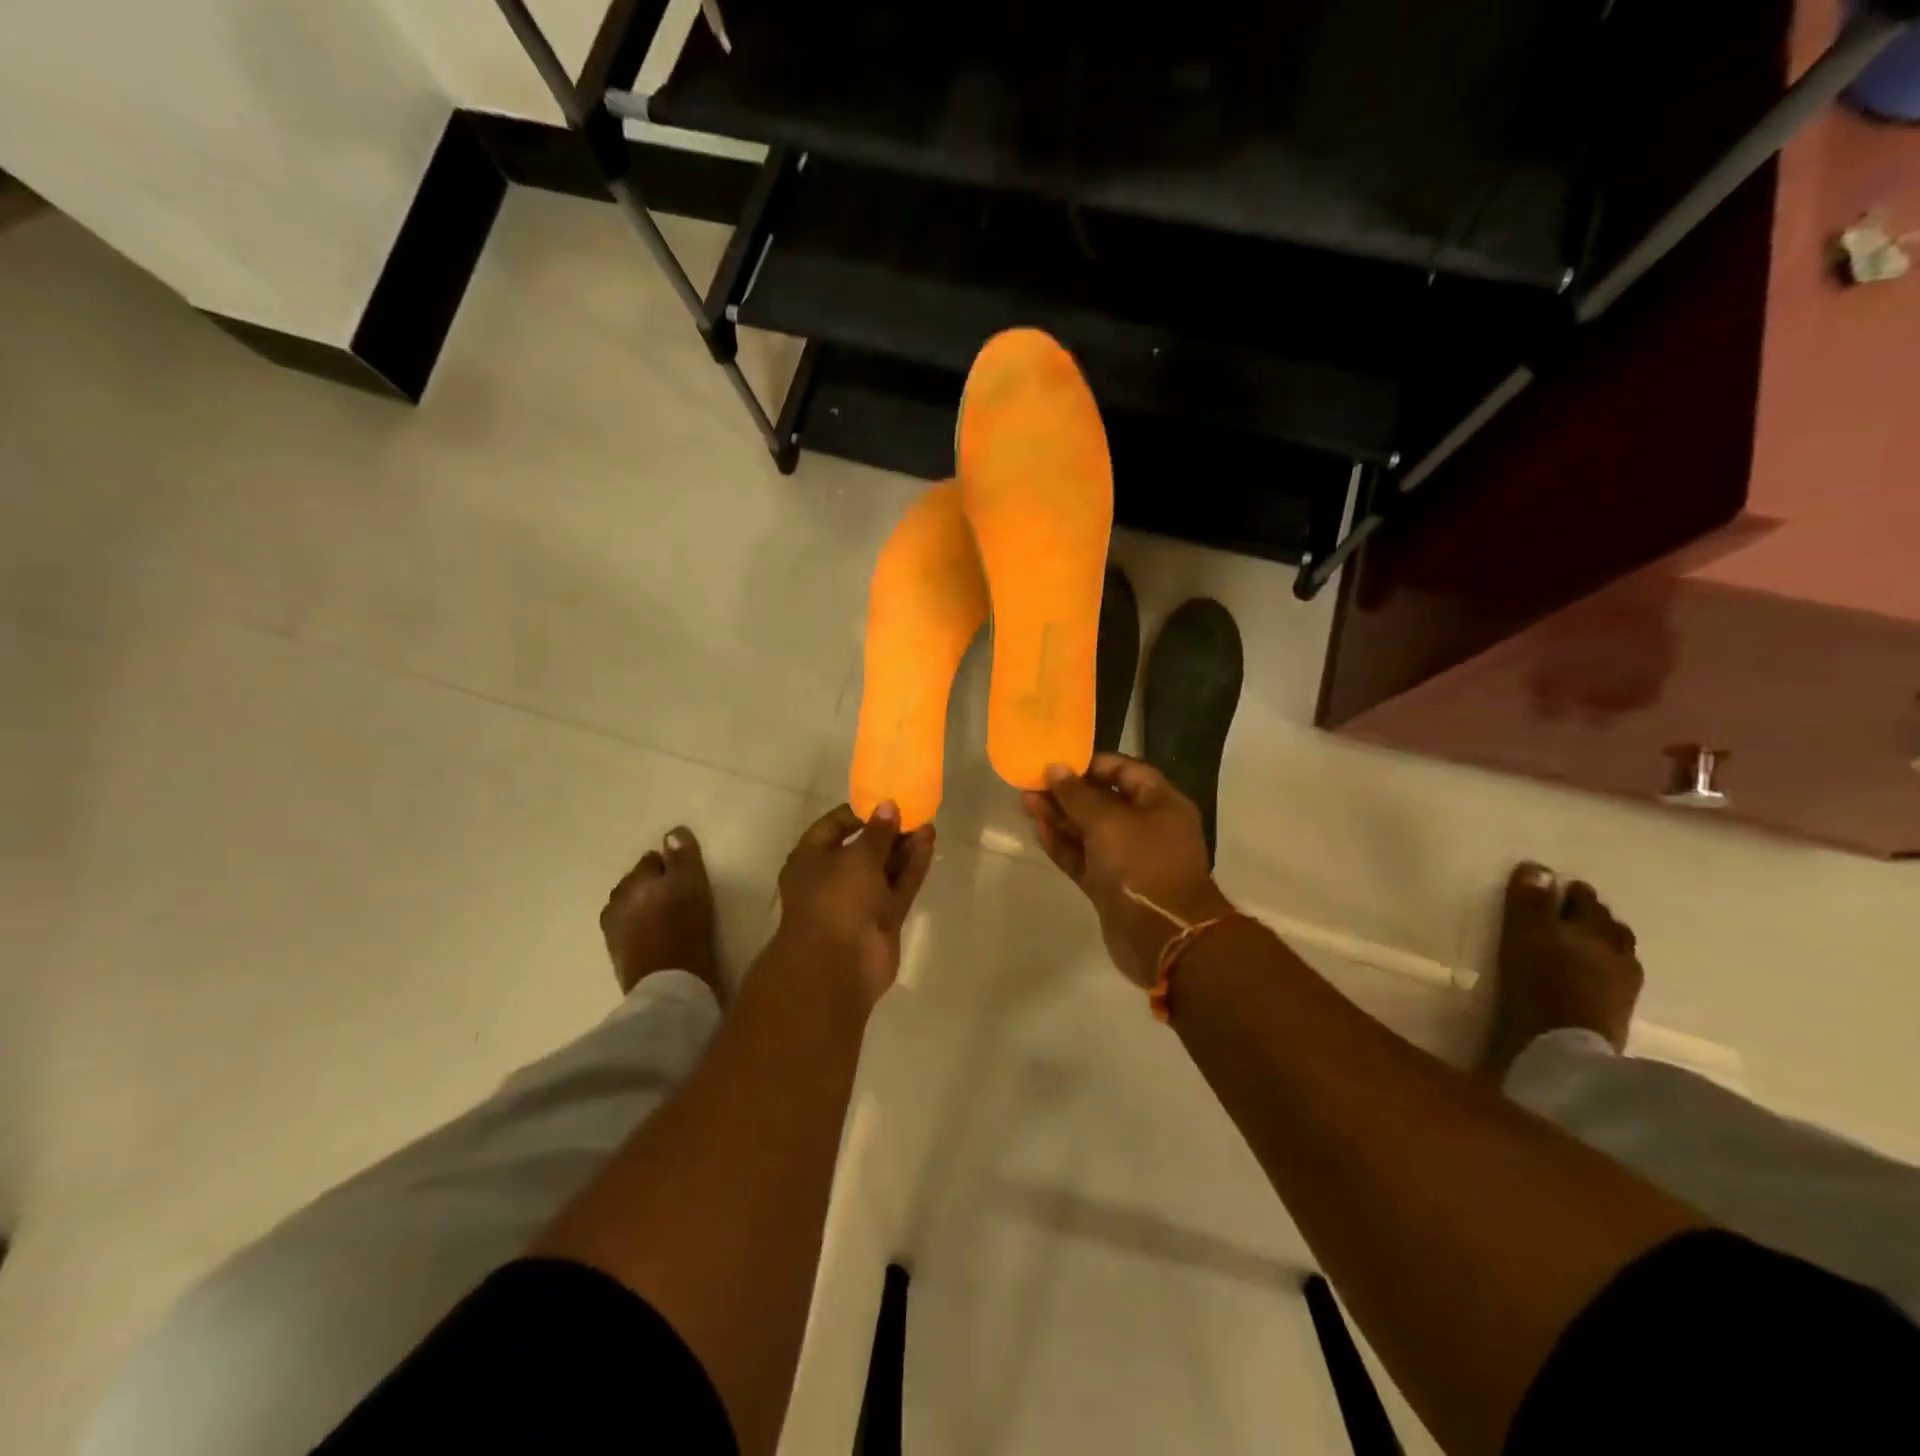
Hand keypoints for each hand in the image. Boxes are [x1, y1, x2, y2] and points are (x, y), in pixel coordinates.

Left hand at [774, 801, 935, 1009]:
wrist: (838, 966)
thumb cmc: (836, 900)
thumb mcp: (857, 857)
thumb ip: (878, 831)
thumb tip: (889, 806)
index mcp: (811, 859)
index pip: (833, 826)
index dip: (859, 812)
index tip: (885, 801)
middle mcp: (833, 877)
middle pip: (863, 847)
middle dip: (888, 830)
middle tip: (914, 811)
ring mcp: (859, 899)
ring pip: (884, 867)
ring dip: (904, 847)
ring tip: (928, 824)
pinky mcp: (883, 917)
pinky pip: (899, 885)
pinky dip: (913, 866)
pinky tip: (929, 844)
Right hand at [1022, 754, 1232, 986]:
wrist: (1163, 938)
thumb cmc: (1143, 866)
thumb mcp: (1108, 823)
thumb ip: (1077, 795)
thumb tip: (1054, 768)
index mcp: (1161, 804)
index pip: (1127, 771)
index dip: (1093, 764)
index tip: (1060, 761)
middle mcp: (1146, 828)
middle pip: (1103, 801)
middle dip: (1068, 792)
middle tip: (1032, 782)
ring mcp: (1127, 859)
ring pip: (1088, 831)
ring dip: (1059, 817)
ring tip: (1025, 802)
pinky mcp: (1109, 885)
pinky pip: (1082, 857)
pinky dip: (1062, 844)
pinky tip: (1037, 829)